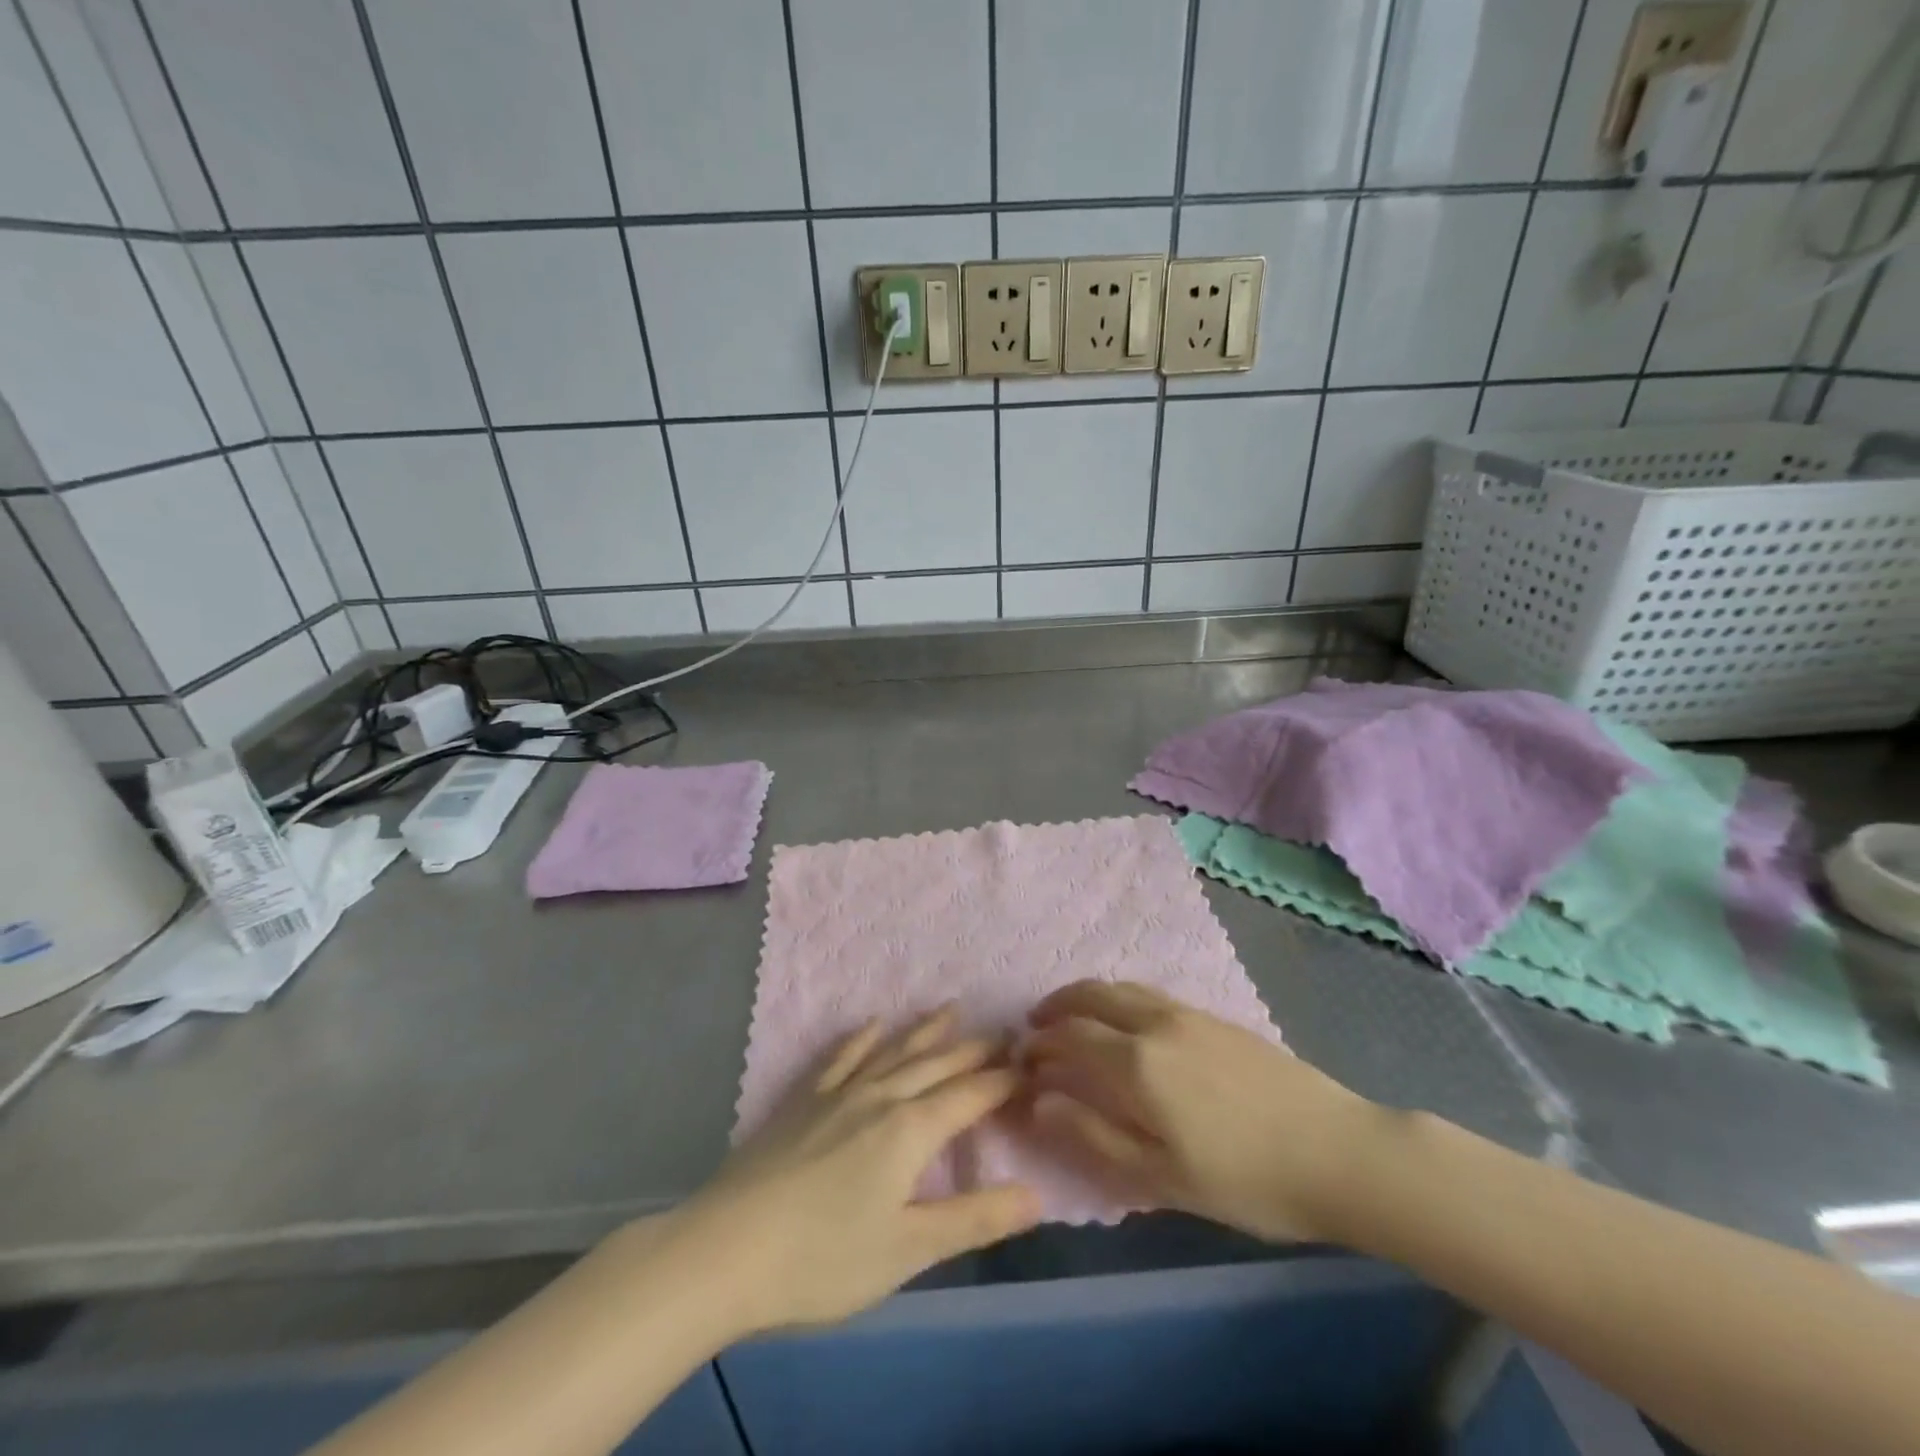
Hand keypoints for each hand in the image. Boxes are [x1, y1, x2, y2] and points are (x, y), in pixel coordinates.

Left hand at [671, 1007, 1040, 1335]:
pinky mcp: (803, 1101)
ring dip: (925, 1031)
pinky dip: (861, 1038)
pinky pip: (840, 1057)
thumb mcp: (909, 1250)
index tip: (1029, 1066)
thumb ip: (974, 1219)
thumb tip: (1036, 1195)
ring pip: (893, 1051)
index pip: (969, 1096)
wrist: (726, 1250)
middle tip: (1003, 1032)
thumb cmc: (824, 1259)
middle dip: (973, 1049)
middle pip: (936, 1064)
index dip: (1001, 1081)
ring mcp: (838, 1094)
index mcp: (910, 1131)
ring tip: (951, 1009)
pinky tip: (872, 1025)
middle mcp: (880, 1097)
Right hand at [1022, 981, 1376, 1242]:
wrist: (1338, 1152)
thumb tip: (1037, 1101)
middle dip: (1056, 1006)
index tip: (1021, 1060)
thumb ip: (1093, 1135)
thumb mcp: (1161, 1177)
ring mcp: (1189, 1014)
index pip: (1070, 1037)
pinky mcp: (1216, 1018)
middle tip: (1036, 1026)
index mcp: (1137, 1062)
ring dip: (1087, 997)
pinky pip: (1150, 995)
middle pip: (1092, 996)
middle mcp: (1156, 1023)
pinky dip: (1119, 999)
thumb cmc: (1246, 1180)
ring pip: (1122, 988)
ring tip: (1073, 1017)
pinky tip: (1126, 1024)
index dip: (1040, 1046)